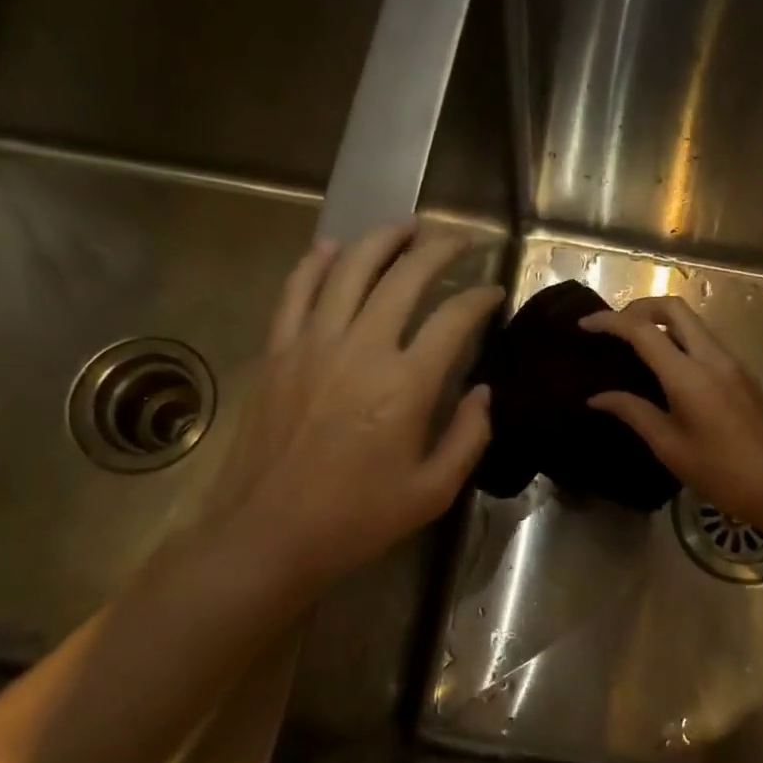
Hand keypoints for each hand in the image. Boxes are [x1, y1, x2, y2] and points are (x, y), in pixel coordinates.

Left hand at [205, 223, 502, 591]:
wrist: (268, 535)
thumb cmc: (357, 518)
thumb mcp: (433, 491)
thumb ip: (469, 437)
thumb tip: (485, 392)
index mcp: (405, 385)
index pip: (453, 319)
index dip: (480, 298)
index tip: (494, 291)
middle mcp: (360, 349)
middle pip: (404, 278)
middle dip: (439, 251)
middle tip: (460, 242)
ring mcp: (311, 345)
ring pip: (349, 269)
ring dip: (382, 241)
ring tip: (406, 227)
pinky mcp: (277, 353)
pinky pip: (296, 291)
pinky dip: (316, 262)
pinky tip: (333, 248)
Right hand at [580, 296, 762, 535]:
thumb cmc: (717, 473)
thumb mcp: (668, 445)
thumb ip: (632, 412)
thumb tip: (596, 397)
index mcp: (689, 376)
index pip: (643, 331)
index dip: (610, 322)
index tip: (585, 324)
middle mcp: (713, 357)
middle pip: (674, 308)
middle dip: (639, 308)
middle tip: (614, 328)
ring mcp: (732, 362)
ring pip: (692, 322)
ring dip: (661, 322)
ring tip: (634, 345)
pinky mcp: (742, 372)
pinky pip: (705, 340)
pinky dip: (679, 339)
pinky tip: (665, 365)